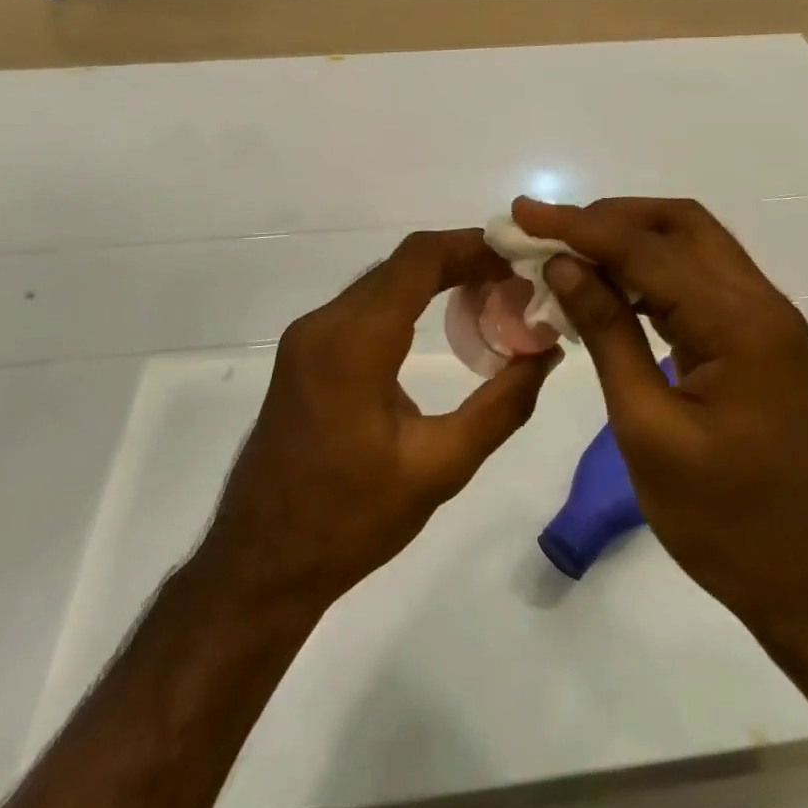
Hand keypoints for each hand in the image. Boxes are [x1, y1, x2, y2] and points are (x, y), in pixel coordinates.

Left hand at [199, 229, 558, 612]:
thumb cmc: (350, 520)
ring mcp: (308, 335)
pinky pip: (365, 305)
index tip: (521, 256)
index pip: (419, 259)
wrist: (261, 562)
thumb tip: (546, 353)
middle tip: (518, 282)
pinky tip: (444, 321)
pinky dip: (409, 300)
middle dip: (463, 260)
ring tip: (493, 299)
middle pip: (402, 264)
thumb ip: (502, 406)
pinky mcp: (305, 352)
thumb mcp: (440, 467)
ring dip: (437, 278)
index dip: (473, 245)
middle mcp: (325, 323)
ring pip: (383, 281)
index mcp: (353, 342)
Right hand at [514, 197, 807, 629]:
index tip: (523, 214)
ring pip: (692, 246)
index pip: (647, 249)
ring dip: (630, 241)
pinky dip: (652, 273)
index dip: (580, 226)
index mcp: (739, 323)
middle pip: (681, 225)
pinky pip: (700, 282)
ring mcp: (765, 320)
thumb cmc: (724, 520)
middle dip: (610, 218)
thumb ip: (607, 335)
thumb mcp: (648, 429)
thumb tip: (562, 266)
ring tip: (568, 255)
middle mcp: (761, 303)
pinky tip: (611, 290)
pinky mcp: (758, 340)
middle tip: (549, 232)